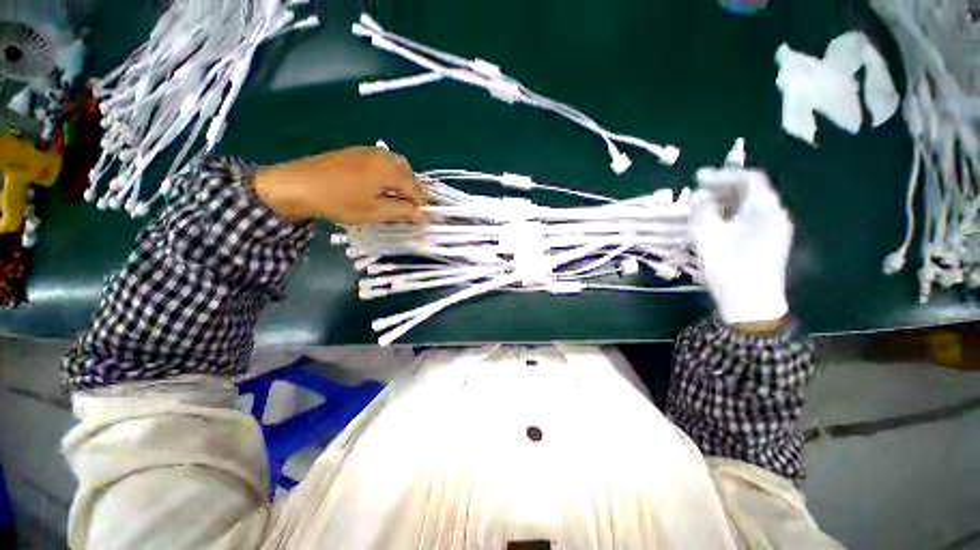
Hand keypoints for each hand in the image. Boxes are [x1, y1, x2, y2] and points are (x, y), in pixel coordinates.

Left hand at [253, 146, 423, 224]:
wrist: (296, 185)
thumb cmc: (339, 201)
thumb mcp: (374, 212)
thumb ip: (401, 212)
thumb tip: (421, 215)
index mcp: (389, 170)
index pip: (415, 189)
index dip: (419, 205)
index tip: (419, 220)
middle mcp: (382, 156)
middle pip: (407, 172)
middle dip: (411, 190)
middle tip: (405, 207)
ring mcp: (366, 151)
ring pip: (393, 164)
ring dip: (399, 181)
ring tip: (390, 198)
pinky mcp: (353, 152)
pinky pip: (379, 161)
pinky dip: (385, 174)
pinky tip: (374, 187)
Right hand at [690, 168, 792, 326]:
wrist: (750, 302)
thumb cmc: (729, 265)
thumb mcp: (708, 235)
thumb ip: (702, 211)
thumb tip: (699, 195)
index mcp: (764, 208)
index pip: (748, 178)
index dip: (723, 175)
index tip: (698, 179)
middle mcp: (775, 214)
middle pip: (751, 191)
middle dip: (723, 188)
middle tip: (698, 194)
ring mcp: (775, 230)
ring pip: (750, 206)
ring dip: (726, 202)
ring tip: (703, 209)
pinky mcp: (769, 242)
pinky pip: (751, 219)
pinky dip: (732, 215)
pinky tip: (716, 225)